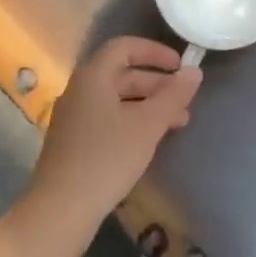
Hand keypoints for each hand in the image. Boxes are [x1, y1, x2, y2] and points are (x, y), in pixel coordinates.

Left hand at [25, 37, 202, 245]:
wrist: (61, 209)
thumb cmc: (107, 158)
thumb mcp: (148, 125)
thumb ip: (174, 96)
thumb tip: (194, 71)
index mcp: (93, 77)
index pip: (124, 47)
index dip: (154, 51)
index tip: (180, 66)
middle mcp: (80, 91)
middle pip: (122, 74)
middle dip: (157, 83)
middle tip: (185, 99)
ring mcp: (74, 118)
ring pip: (117, 99)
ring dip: (148, 105)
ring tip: (179, 123)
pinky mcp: (73, 143)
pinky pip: (108, 118)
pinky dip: (133, 121)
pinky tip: (151, 141)